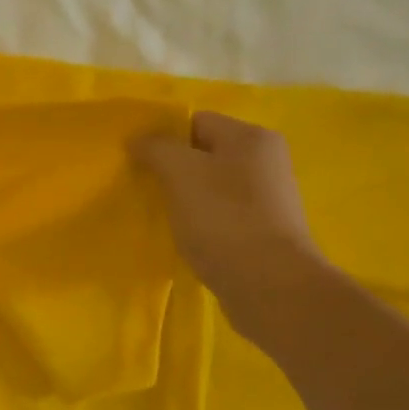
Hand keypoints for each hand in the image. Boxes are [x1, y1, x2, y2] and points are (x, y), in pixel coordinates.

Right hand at [131, 111, 327, 327]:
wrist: (270, 288)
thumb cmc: (224, 220)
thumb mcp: (180, 173)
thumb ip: (156, 148)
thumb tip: (138, 139)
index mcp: (252, 138)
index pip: (196, 121)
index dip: (164, 138)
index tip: (140, 163)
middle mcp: (267, 161)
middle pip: (205, 153)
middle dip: (174, 170)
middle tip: (148, 190)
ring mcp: (270, 198)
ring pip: (212, 186)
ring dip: (186, 199)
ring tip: (165, 217)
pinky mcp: (266, 232)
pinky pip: (223, 215)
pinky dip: (203, 223)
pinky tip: (188, 239)